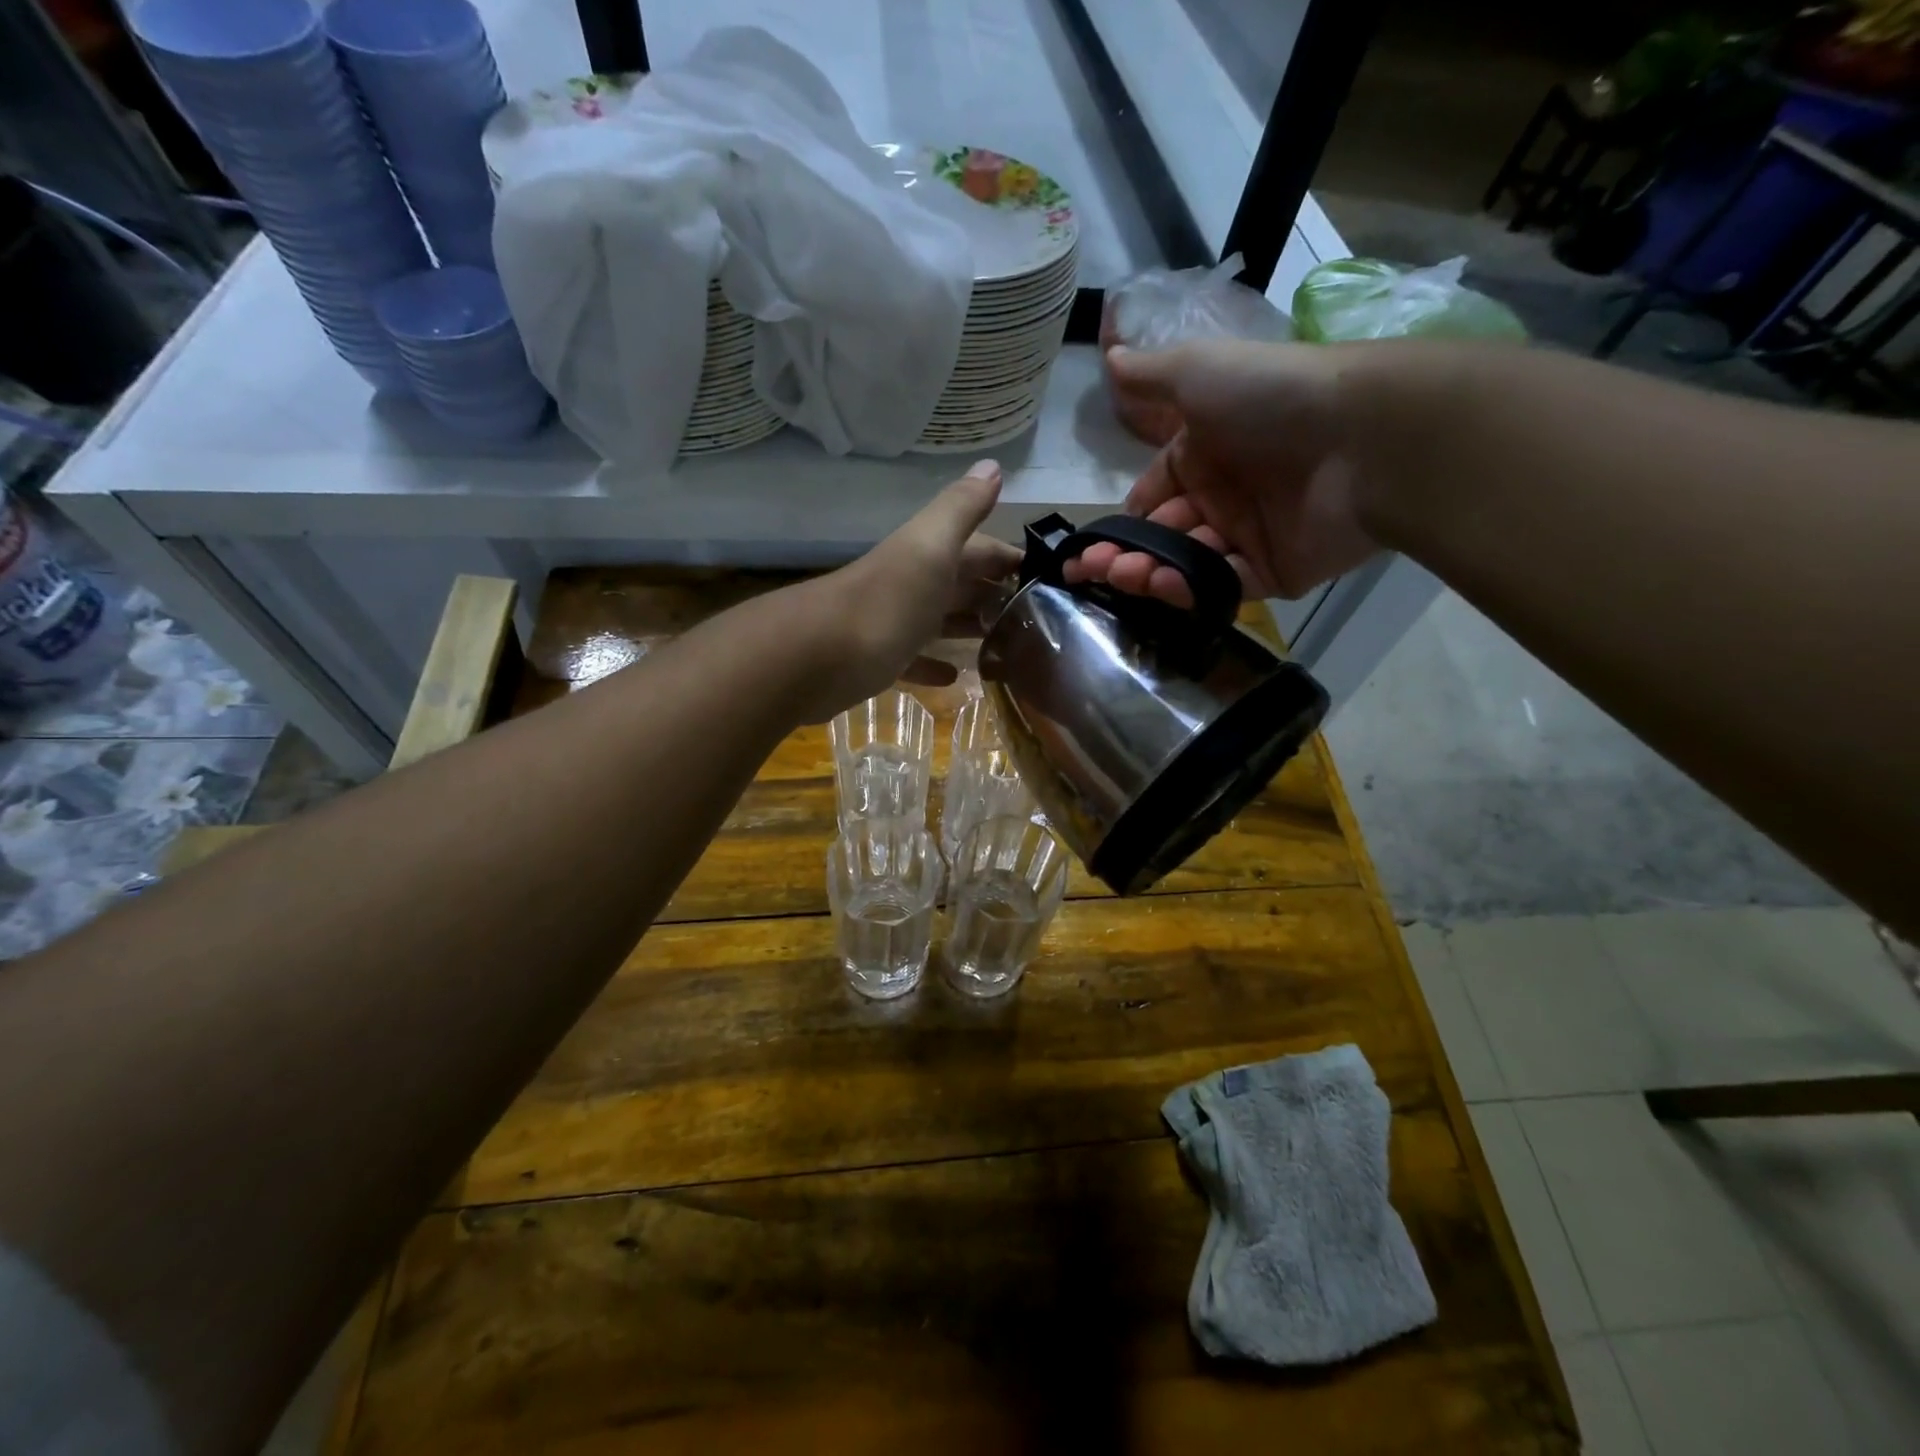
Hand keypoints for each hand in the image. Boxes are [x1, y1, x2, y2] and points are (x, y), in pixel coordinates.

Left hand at [796, 460, 1021, 719]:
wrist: (815, 657)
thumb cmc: (885, 602)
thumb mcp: (929, 547)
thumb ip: (960, 509)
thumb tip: (992, 466)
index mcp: (929, 555)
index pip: (980, 548)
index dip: (1010, 558)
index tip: (1050, 578)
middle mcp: (912, 583)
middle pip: (961, 584)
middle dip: (995, 594)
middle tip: (1038, 619)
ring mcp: (894, 623)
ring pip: (939, 621)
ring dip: (969, 628)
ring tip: (1009, 646)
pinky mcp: (879, 661)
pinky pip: (914, 660)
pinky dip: (934, 665)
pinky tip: (955, 678)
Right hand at [1066, 340, 1382, 605]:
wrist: (1364, 435)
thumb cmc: (1271, 398)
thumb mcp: (1199, 371)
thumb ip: (1150, 376)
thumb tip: (1110, 354)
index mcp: (1202, 456)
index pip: (1149, 500)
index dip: (1119, 523)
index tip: (1087, 548)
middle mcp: (1223, 498)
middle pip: (1161, 538)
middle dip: (1123, 555)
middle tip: (1094, 569)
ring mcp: (1249, 538)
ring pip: (1185, 566)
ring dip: (1149, 574)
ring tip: (1125, 576)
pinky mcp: (1276, 572)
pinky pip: (1224, 586)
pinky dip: (1191, 590)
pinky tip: (1165, 584)